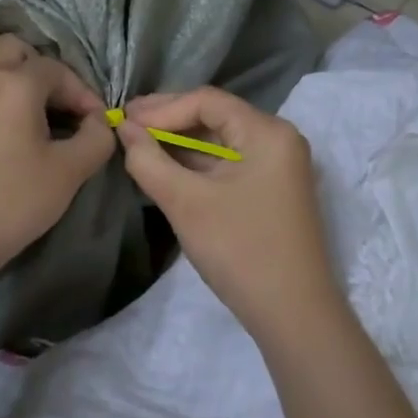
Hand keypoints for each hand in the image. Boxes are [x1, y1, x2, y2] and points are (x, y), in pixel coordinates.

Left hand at [0, 35, 114, 282]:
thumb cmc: (14, 202)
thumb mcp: (70, 172)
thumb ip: (96, 137)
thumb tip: (98, 121)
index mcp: (14, 83)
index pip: (56, 69)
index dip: (82, 92)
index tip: (95, 121)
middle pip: (13, 48)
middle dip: (41, 68)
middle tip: (57, 103)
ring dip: (6, 72)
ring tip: (24, 104)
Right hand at [116, 87, 339, 340]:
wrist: (294, 317)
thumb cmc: (240, 250)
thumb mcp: (186, 203)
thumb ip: (149, 160)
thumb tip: (123, 129)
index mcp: (267, 132)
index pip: (207, 101)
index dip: (161, 108)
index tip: (124, 121)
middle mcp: (277, 139)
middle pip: (214, 115)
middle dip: (168, 120)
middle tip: (125, 124)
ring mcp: (276, 166)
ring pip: (219, 140)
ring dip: (179, 141)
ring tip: (136, 142)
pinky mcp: (270, 190)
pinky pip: (227, 163)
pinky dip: (195, 162)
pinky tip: (163, 165)